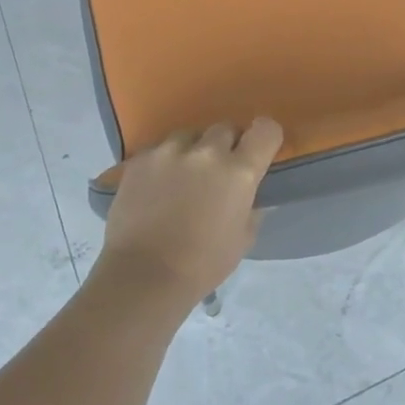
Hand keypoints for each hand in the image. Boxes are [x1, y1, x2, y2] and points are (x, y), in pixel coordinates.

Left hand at [96, 118, 283, 305]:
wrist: (143, 276)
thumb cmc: (202, 264)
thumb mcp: (243, 239)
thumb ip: (252, 208)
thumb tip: (251, 194)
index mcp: (239, 171)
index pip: (265, 130)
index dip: (265, 137)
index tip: (258, 150)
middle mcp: (206, 152)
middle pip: (225, 128)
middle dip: (226, 145)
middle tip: (218, 171)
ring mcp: (169, 152)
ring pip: (189, 136)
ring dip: (193, 150)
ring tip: (184, 176)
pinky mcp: (139, 160)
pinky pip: (159, 150)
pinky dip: (164, 162)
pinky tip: (157, 187)